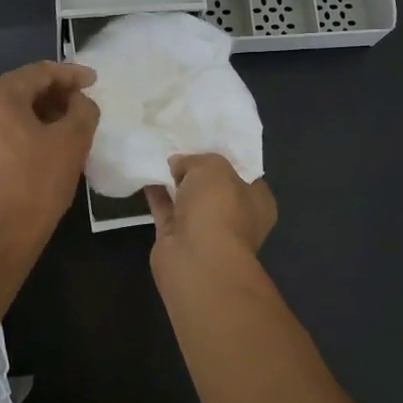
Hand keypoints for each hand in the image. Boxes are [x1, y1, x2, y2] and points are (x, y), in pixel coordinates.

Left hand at [0, 61, 99, 250]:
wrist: (1, 236)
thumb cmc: (38, 182)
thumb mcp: (73, 141)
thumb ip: (83, 110)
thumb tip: (79, 101)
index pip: (40, 72)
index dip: (72, 74)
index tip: (95, 81)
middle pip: (24, 89)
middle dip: (57, 94)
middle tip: (85, 103)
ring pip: (13, 111)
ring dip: (44, 113)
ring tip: (72, 124)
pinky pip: (5, 130)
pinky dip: (28, 130)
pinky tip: (50, 144)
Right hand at [144, 154, 277, 274]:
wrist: (196, 259)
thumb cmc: (218, 208)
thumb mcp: (212, 167)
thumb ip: (196, 160)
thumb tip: (179, 164)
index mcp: (257, 201)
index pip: (244, 174)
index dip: (225, 158)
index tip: (206, 143)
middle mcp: (235, 217)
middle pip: (214, 187)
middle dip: (197, 170)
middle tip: (178, 146)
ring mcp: (206, 231)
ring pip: (189, 200)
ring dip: (174, 183)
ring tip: (157, 156)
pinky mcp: (178, 239)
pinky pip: (167, 210)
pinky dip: (157, 195)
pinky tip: (144, 174)